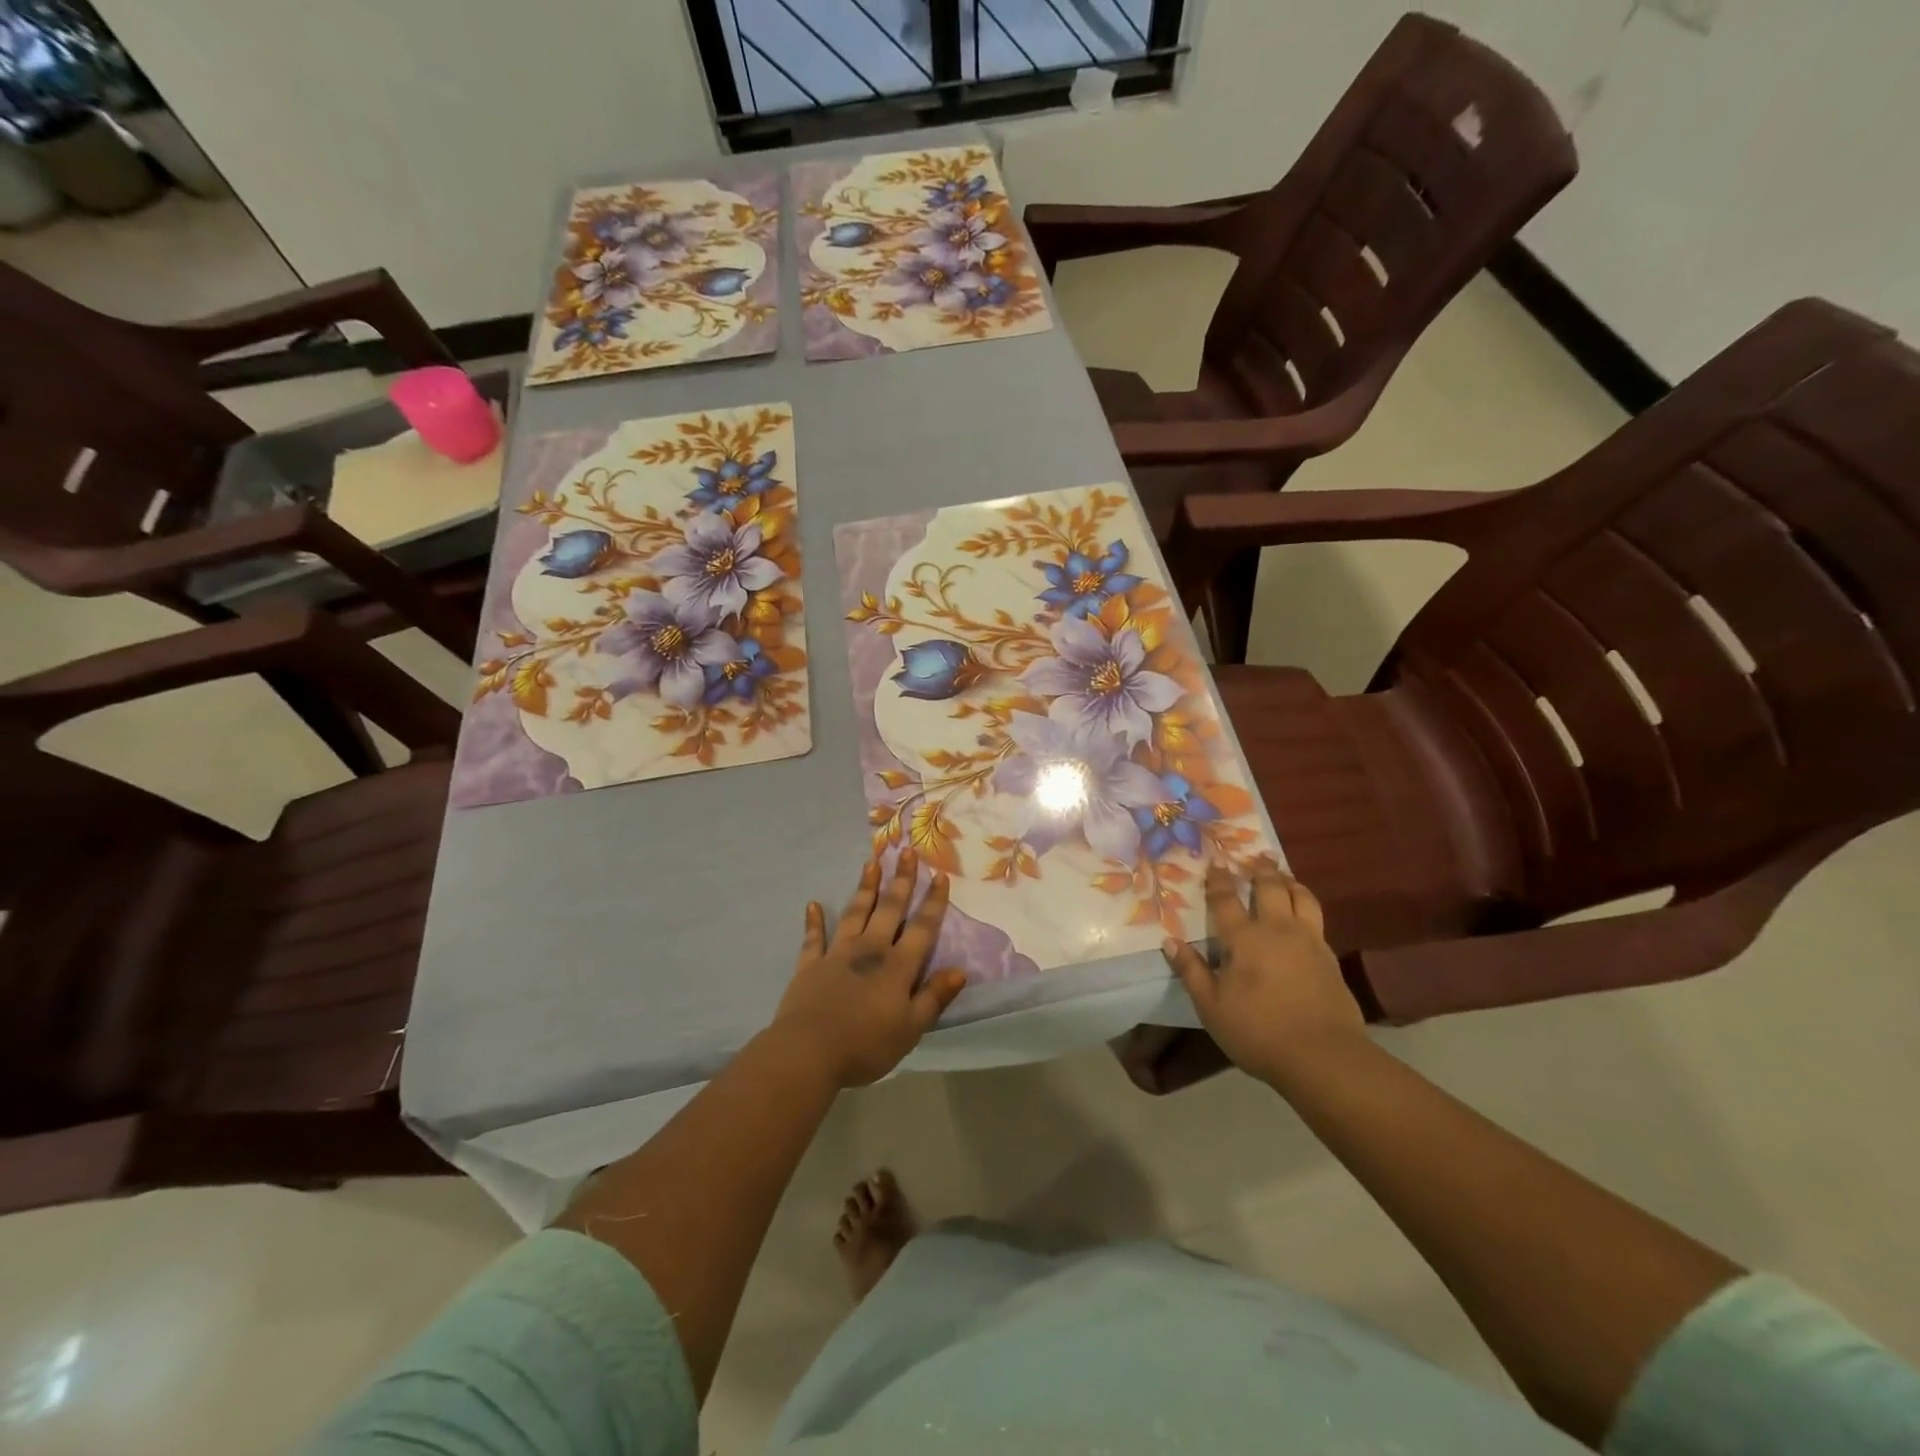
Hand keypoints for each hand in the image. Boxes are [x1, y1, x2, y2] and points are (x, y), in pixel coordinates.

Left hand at [771, 849, 967, 1088]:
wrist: (809, 1051)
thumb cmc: (866, 1045)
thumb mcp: (910, 1029)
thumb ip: (934, 997)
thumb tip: (959, 970)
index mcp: (897, 966)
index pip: (922, 928)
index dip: (933, 902)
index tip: (939, 874)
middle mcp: (870, 950)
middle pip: (889, 909)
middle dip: (900, 880)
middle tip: (906, 852)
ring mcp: (837, 954)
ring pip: (855, 913)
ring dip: (864, 888)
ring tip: (871, 863)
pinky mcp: (810, 965)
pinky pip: (813, 938)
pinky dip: (814, 921)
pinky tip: (813, 905)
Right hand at [1162, 857, 1366, 1089]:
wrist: (1323, 1056)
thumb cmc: (1258, 1031)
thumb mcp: (1211, 1006)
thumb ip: (1192, 970)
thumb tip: (1170, 941)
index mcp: (1244, 939)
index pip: (1226, 900)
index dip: (1219, 880)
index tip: (1216, 862)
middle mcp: (1278, 929)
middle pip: (1270, 887)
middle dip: (1260, 869)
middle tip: (1256, 857)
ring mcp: (1309, 941)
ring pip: (1302, 897)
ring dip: (1290, 881)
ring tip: (1283, 876)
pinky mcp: (1330, 958)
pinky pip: (1317, 919)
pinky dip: (1306, 906)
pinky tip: (1303, 915)